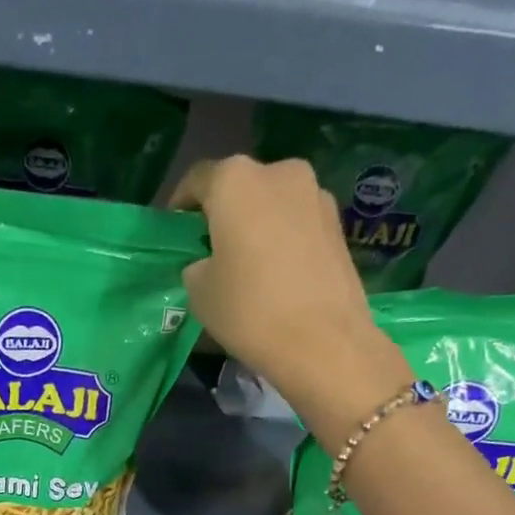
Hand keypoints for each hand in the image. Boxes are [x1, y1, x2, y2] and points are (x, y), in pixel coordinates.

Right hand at [171, 155, 409, 440]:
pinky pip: (297, 224)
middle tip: (210, 251)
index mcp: (235, 180)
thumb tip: (208, 262)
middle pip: (240, 187)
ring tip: (247, 265)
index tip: (177, 233)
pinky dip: (282, 240)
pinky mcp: (338, 224)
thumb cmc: (250, 311)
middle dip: (223, 214)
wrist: (324, 343)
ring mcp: (315, 195)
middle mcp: (278, 172)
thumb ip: (196, 265)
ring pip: (272, 204)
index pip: (196, 180)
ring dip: (256, 226)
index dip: (181, 206)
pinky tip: (277, 274)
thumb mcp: (199, 292)